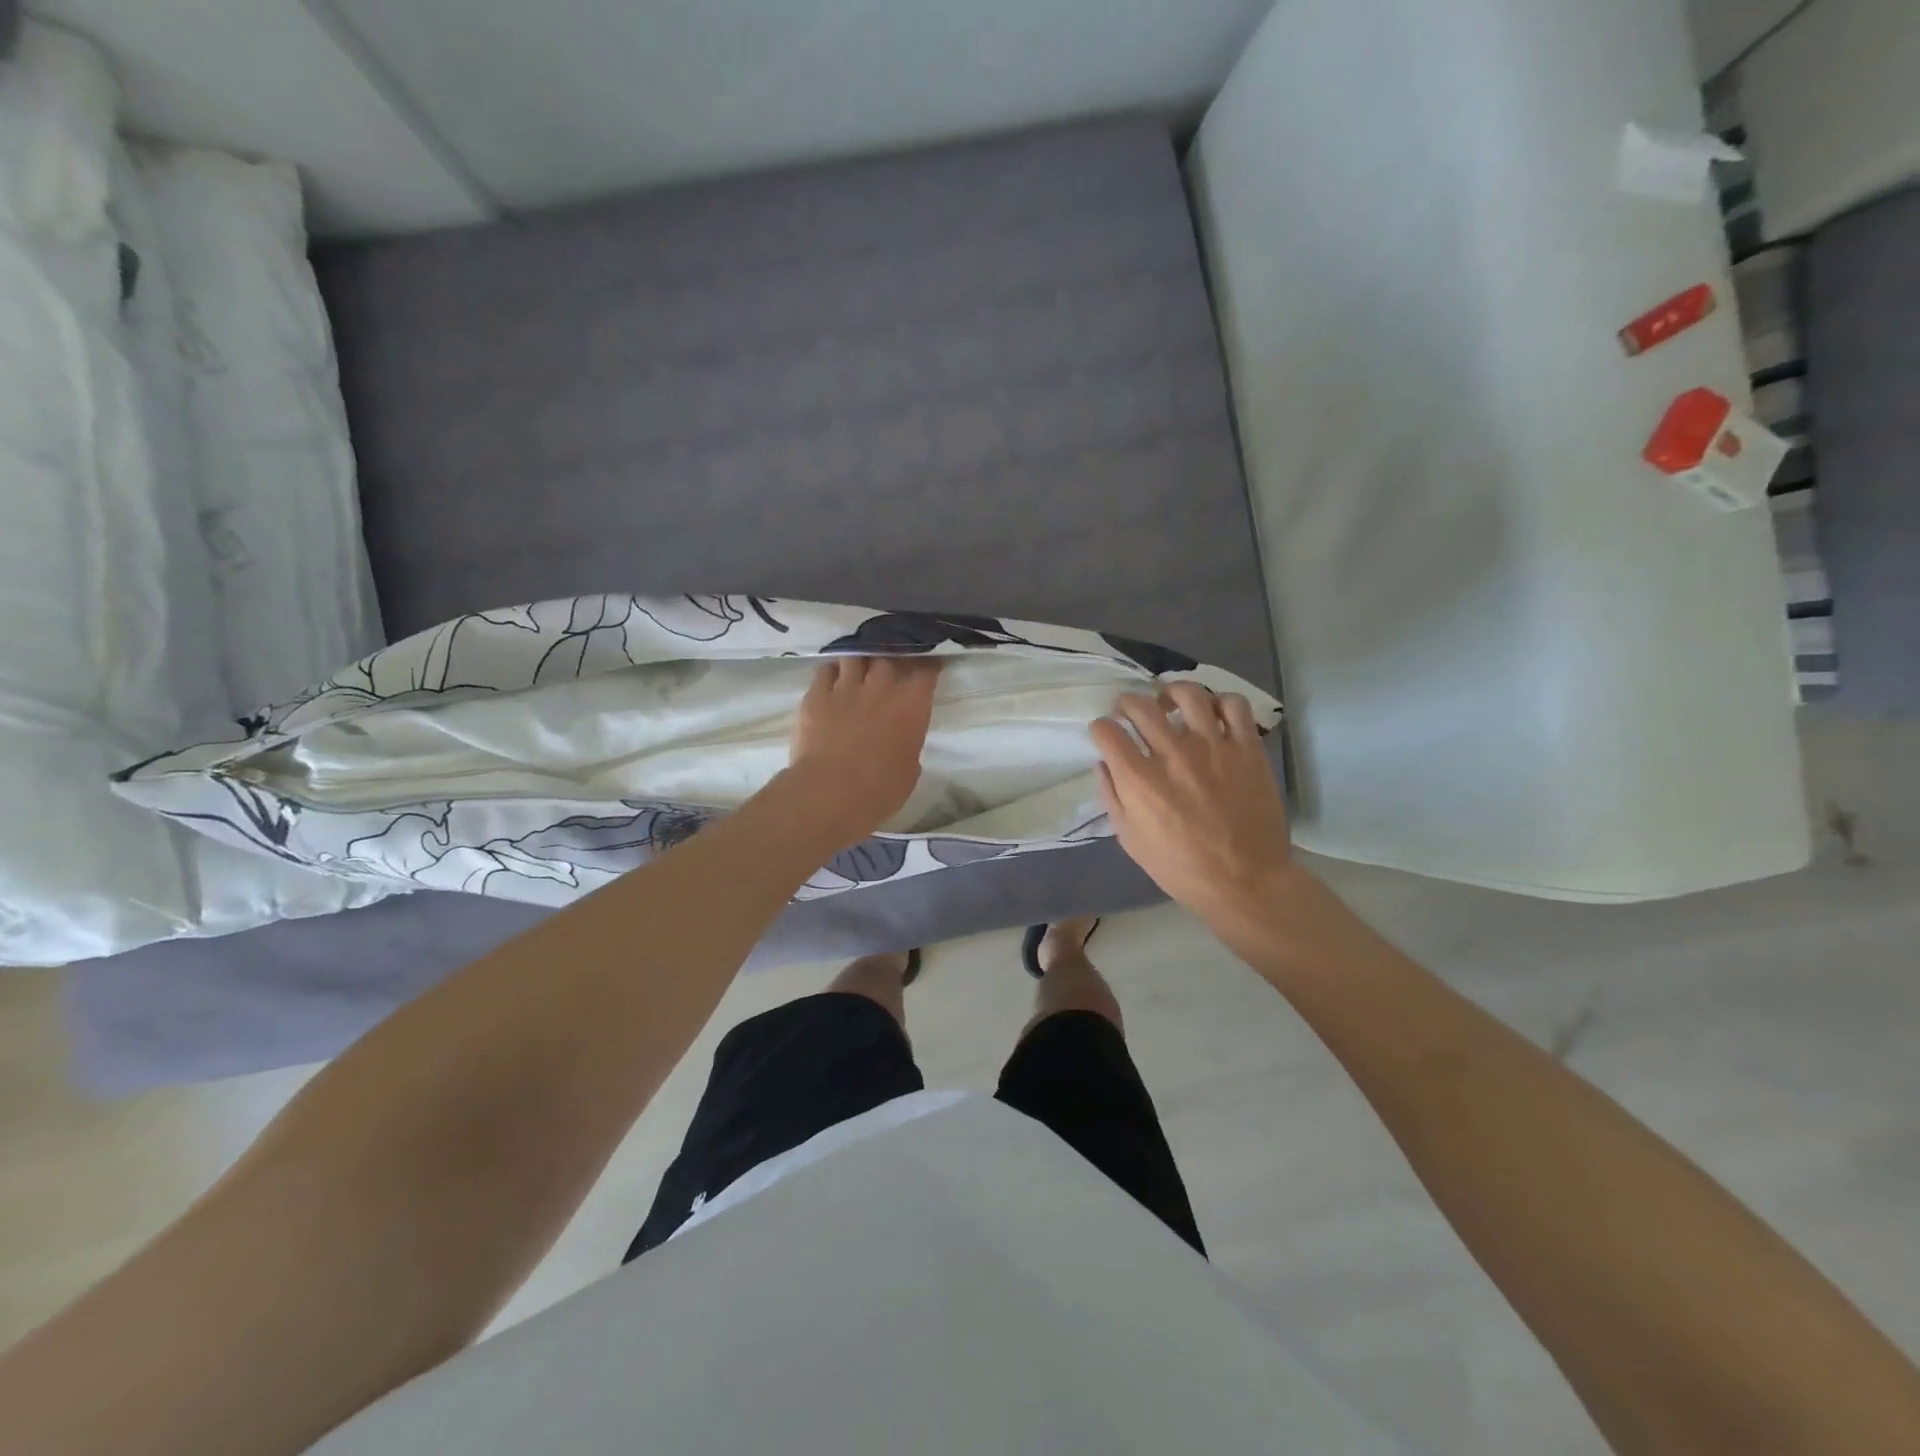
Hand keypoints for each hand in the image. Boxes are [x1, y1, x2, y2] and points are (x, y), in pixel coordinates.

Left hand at [787, 656, 940, 846]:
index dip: (927, 667)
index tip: (927, 669)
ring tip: (859, 669)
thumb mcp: (909, 769)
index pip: (925, 671)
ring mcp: (846, 687)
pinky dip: (832, 672)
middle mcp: (881, 687)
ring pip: (855, 656)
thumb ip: (908, 744)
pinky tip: (833, 680)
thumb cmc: (880, 790)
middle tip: (890, 671)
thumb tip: (901, 739)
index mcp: (911, 706)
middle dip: (891, 660)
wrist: (831, 793)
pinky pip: (825, 670)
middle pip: (888, 656)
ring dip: (860, 661)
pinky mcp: (816, 695)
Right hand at [1091, 684, 1297, 943]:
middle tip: (1130, 711)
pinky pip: (1233, 706)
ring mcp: (1213, 747)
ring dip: (1171, 692)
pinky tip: (1212, 714)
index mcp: (1139, 780)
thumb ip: (1112, 797)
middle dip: (1127, 703)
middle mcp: (1172, 754)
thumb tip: (1104, 764)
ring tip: (1171, 702)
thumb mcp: (1130, 840)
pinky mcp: (1247, 748)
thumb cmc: (1181, 867)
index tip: (1105, 735)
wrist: (1244, 881)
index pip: (1106, 731)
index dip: (1100, 729)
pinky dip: (1219, 702)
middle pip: (1141, 706)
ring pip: (1188, 694)